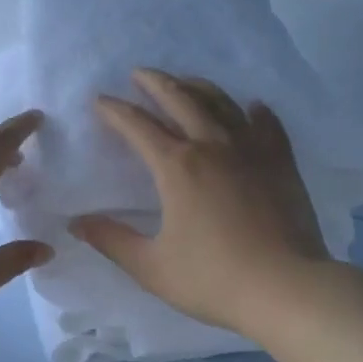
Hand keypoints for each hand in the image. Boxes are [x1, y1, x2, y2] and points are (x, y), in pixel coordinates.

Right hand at [71, 70, 331, 337]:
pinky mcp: (282, 163)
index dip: (116, 111)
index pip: (138, 127)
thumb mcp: (151, 266)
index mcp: (177, 167)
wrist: (286, 288)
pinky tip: (253, 107)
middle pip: (180, 100)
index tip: (100, 100)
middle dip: (156, 83)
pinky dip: (255, 112)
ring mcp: (251, 150)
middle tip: (140, 73)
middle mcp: (212, 146)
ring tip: (186, 82)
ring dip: (199, 87)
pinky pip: (267, 126)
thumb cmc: (213, 279)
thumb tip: (76, 222)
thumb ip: (112, 240)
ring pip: (222, 104)